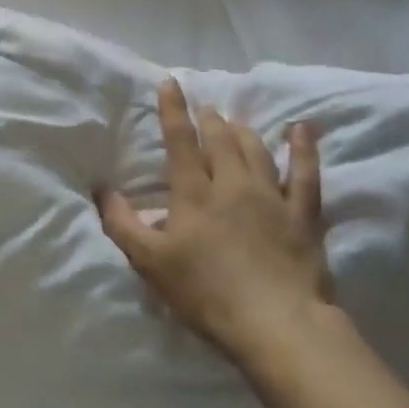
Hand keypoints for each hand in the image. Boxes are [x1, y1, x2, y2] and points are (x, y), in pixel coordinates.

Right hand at [97, 79, 328, 366]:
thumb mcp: (150, 262)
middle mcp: (232, 185)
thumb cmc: (206, 293)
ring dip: (243, 131)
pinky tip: (302, 129)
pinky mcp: (303, 217)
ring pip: (256, 151)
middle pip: (220, 140)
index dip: (173, 110)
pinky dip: (304, 149)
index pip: (180, 141)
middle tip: (205, 108)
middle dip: (209, 119)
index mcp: (194, 193)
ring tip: (235, 121)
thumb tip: (102, 189)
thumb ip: (123, 223)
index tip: (170, 82)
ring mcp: (272, 198)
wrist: (278, 325)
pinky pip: (306, 175)